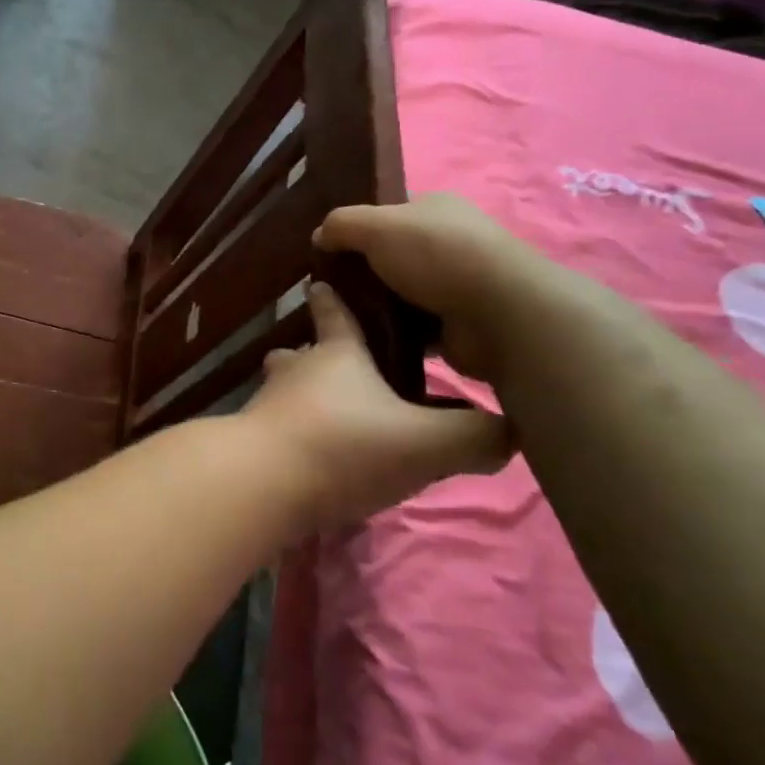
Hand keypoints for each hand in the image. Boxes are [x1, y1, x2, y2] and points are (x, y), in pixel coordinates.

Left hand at [244, 282, 511, 528]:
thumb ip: (474, 437)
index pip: (334, 312)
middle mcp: (296, 372)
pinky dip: (294, 432)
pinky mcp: (253, 443)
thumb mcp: (426, 442)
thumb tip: (512, 431)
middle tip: (341, 365)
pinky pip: (277, 427)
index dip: (332, 297)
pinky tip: (314, 456)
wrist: (261, 483)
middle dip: (317, 351)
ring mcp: (268, 406)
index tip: (320, 281)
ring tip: (330, 412)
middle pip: (302, 351)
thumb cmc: (344, 444)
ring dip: (302, 393)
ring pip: (285, 388)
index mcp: (336, 354)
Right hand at [313, 193, 565, 383]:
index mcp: (435, 208)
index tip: (326, 249)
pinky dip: (392, 333)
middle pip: (391, 255)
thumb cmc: (436, 256)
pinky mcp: (457, 324)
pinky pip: (412, 327)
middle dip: (361, 271)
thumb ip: (341, 224)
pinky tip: (365, 340)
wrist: (500, 316)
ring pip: (399, 293)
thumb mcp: (376, 226)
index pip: (387, 213)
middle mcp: (448, 242)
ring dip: (375, 305)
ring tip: (339, 318)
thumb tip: (319, 235)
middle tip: (326, 288)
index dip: (356, 227)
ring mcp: (456, 285)